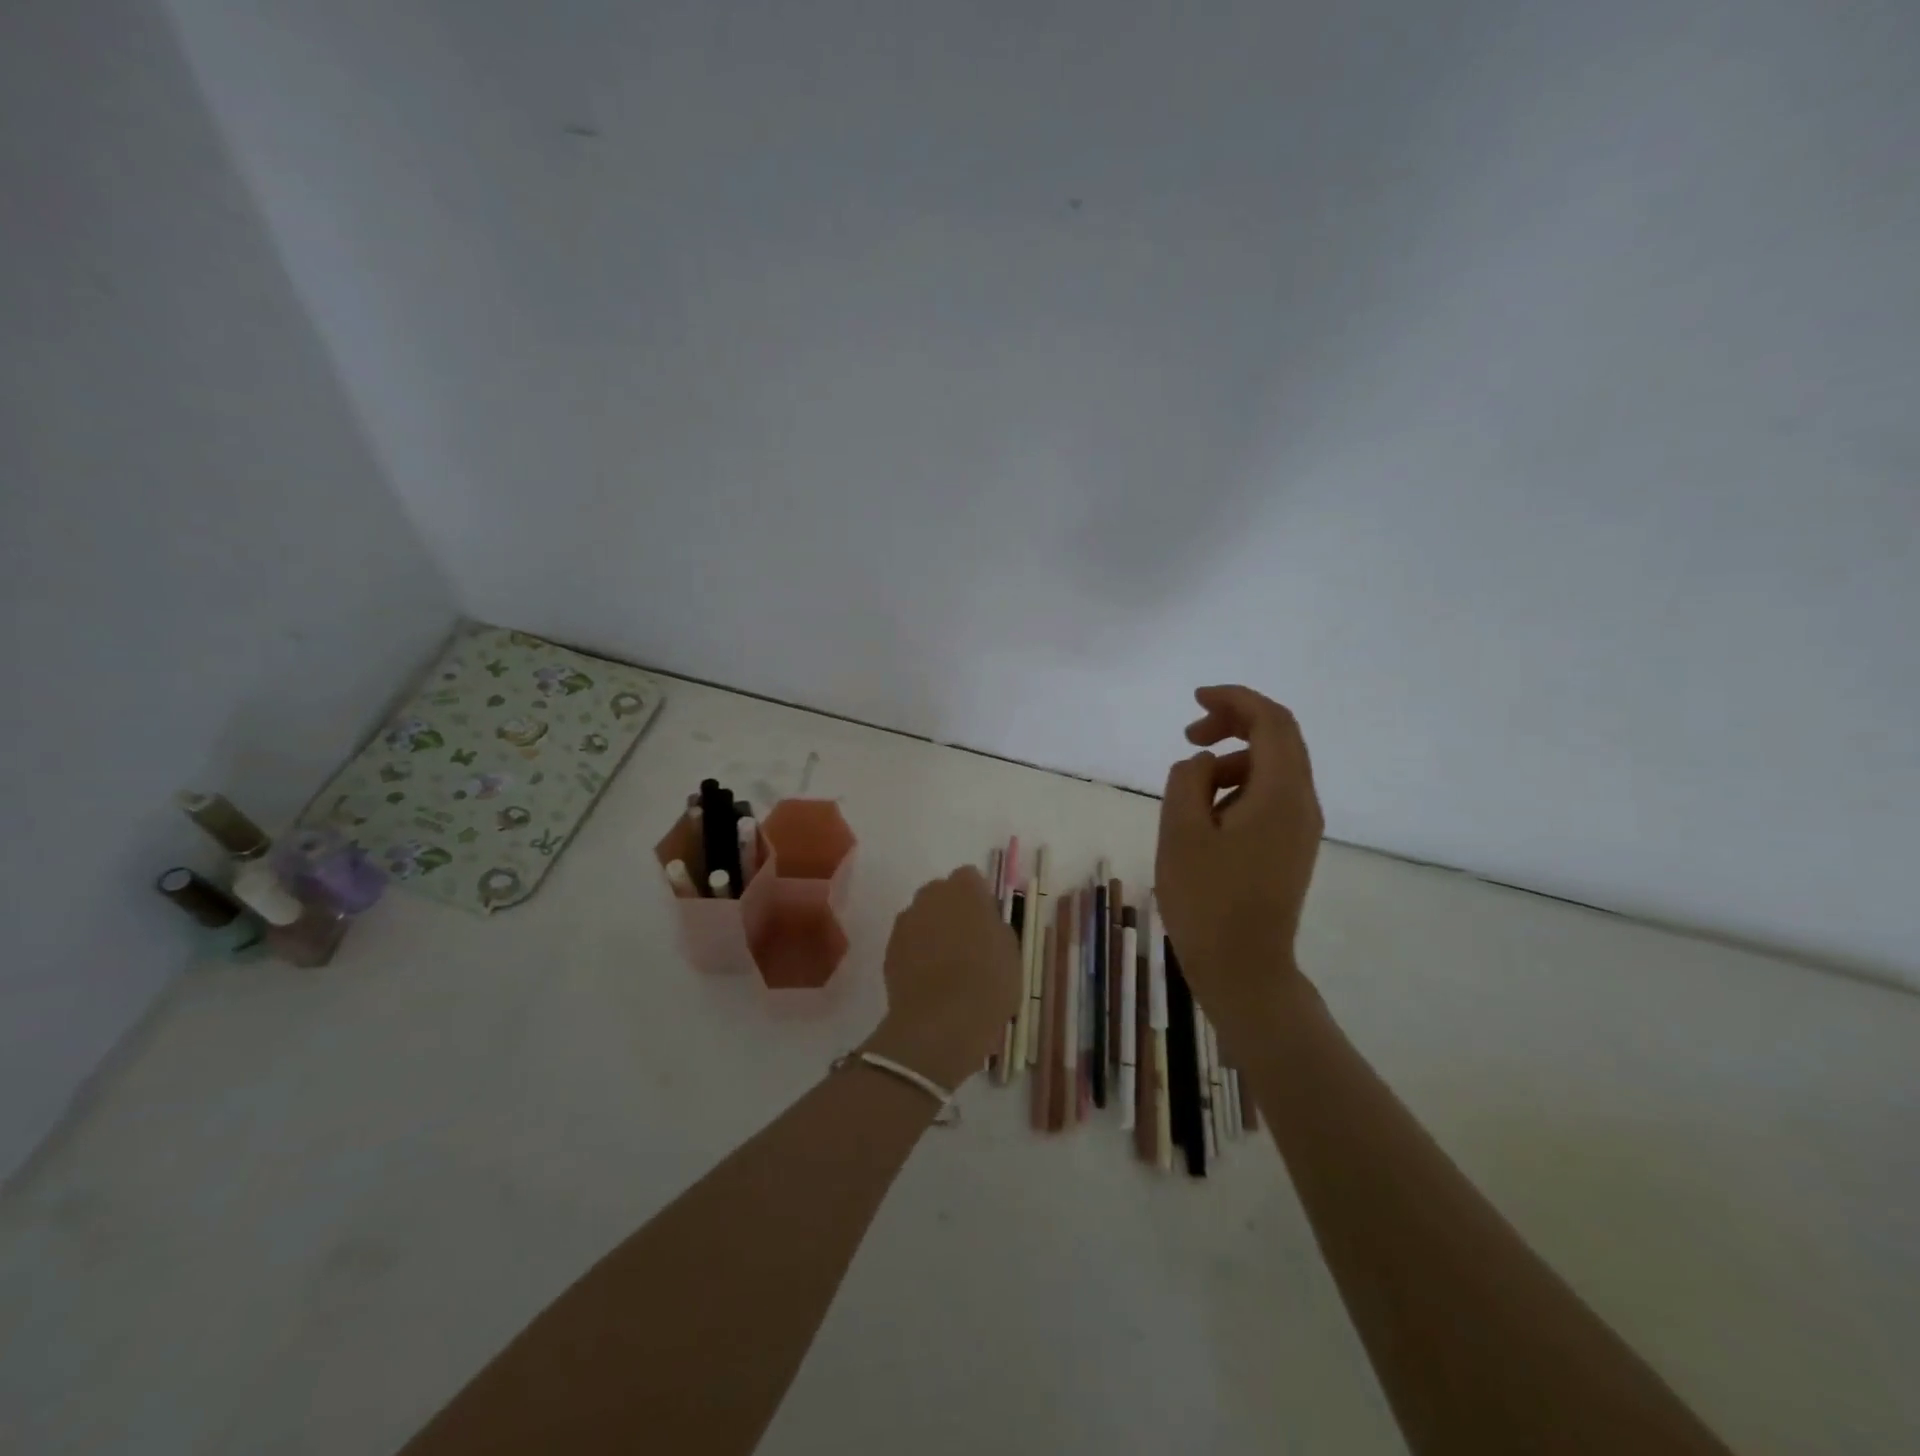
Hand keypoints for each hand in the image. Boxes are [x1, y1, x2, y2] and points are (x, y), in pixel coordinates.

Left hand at [864, 866, 1023, 1089]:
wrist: (941, 1021)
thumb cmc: (988, 981)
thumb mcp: (1011, 951)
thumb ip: (995, 926)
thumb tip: (984, 923)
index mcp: (965, 888)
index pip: (971, 878)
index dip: (979, 899)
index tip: (987, 924)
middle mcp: (931, 895)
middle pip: (942, 894)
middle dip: (952, 911)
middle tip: (969, 943)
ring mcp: (906, 921)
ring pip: (922, 917)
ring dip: (932, 931)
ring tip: (948, 966)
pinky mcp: (889, 949)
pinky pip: (908, 942)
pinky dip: (917, 954)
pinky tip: (930, 981)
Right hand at [1155, 685, 1323, 1027]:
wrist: (1243, 967)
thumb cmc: (1207, 899)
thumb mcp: (1181, 832)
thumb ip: (1188, 780)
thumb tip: (1203, 762)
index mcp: (1282, 794)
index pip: (1272, 721)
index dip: (1235, 699)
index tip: (1195, 700)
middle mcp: (1302, 804)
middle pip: (1279, 739)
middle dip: (1233, 725)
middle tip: (1189, 735)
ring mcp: (1301, 828)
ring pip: (1273, 769)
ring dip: (1232, 759)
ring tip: (1189, 787)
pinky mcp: (1291, 847)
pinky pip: (1270, 796)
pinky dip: (1238, 786)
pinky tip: (1206, 814)